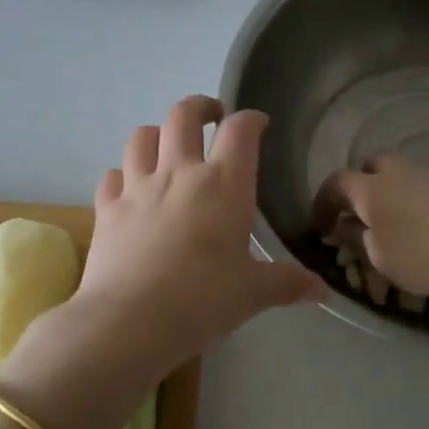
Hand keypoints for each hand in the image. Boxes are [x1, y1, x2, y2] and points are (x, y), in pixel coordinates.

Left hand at [66, 96, 324, 376]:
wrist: (129, 321)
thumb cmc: (202, 302)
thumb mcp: (252, 294)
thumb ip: (287, 284)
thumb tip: (321, 290)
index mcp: (223, 184)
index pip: (240, 131)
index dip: (251, 119)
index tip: (258, 124)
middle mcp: (179, 173)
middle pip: (183, 114)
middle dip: (200, 107)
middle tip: (211, 118)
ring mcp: (137, 187)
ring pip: (141, 136)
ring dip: (157, 134)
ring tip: (167, 147)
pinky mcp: (107, 208)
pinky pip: (112, 175)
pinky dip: (122, 175)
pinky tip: (129, 188)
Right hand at [316, 157, 428, 296]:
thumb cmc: (424, 253)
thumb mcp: (380, 258)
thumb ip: (357, 239)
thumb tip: (343, 227)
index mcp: (369, 188)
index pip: (335, 184)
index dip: (322, 203)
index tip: (319, 225)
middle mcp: (396, 171)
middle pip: (369, 168)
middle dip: (359, 187)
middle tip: (359, 215)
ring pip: (399, 175)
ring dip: (390, 194)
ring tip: (394, 223)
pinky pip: (424, 186)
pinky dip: (415, 200)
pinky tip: (425, 224)